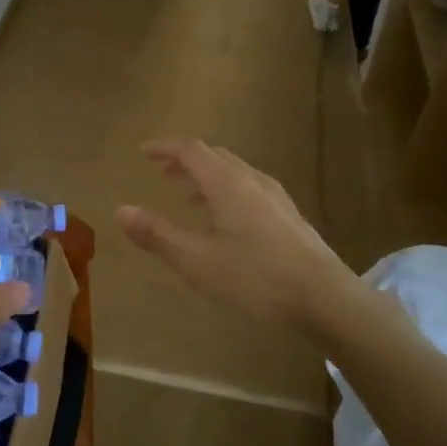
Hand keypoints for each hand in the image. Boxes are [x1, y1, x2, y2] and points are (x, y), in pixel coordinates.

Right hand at [117, 138, 361, 329]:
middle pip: (214, 156)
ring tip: (187, 193)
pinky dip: (225, 189)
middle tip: (162, 171)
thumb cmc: (255, 277)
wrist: (325, 298)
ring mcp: (274, 197)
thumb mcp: (197, 260)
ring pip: (233, 172)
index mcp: (227, 184)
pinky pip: (248, 187)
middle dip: (185, 160)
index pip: (191, 150)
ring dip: (205, 175)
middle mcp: (251, 180)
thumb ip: (157, 234)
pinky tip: (224, 218)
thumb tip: (121, 210)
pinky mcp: (288, 215)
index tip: (144, 151)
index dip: (165, 148)